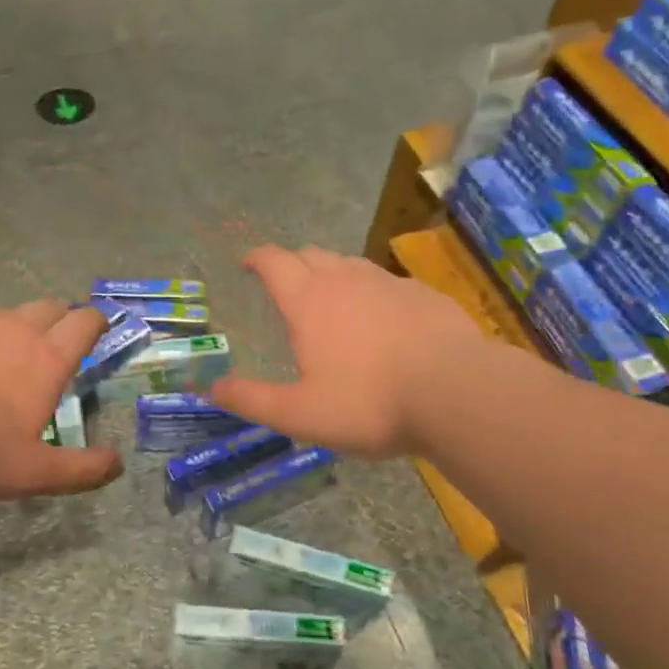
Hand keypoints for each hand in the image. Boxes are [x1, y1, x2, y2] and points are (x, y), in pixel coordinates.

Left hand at [0, 302, 123, 501]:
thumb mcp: (33, 473)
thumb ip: (81, 469)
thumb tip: (117, 465)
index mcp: (46, 359)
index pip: (85, 322)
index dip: (96, 322)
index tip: (96, 330)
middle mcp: (14, 328)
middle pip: (48, 307)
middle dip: (57, 321)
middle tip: (49, 350)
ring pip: (0, 316)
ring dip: (7, 333)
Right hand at [211, 245, 484, 458]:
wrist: (456, 392)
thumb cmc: (368, 403)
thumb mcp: (299, 414)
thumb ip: (252, 400)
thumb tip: (212, 388)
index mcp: (308, 301)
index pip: (273, 262)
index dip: (256, 258)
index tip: (247, 264)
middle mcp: (344, 280)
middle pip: (310, 255)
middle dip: (292, 264)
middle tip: (287, 287)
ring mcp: (388, 282)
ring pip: (350, 265)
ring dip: (333, 275)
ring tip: (333, 304)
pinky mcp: (424, 294)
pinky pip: (388, 284)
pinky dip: (373, 294)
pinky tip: (384, 323)